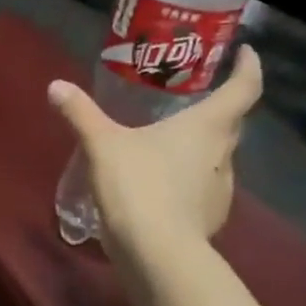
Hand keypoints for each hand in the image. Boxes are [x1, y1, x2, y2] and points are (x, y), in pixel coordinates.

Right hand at [47, 45, 262, 278]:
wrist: (156, 253)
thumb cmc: (137, 186)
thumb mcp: (102, 146)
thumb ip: (81, 114)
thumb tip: (56, 86)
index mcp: (207, 126)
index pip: (245, 87)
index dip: (249, 66)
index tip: (243, 53)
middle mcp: (223, 153)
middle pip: (231, 122)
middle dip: (217, 108)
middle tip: (192, 99)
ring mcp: (222, 188)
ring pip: (217, 158)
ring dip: (200, 149)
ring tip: (170, 146)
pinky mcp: (211, 218)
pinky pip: (204, 189)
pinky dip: (189, 182)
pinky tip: (164, 188)